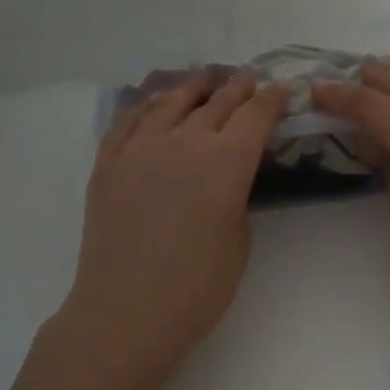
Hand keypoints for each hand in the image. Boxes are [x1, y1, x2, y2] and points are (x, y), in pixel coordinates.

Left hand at [52, 70, 287, 389]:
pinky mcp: (108, 163)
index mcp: (226, 161)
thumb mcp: (239, 238)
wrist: (127, 312)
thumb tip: (229, 174)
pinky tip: (154, 101)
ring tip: (204, 77)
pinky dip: (146, 103)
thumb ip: (238, 194)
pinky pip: (128, 119)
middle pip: (216, 102)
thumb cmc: (198, 287)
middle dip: (238, 88)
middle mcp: (184, 141)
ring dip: (193, 86)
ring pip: (170, 101)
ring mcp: (140, 148)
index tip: (281, 90)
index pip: (255, 115)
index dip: (271, 100)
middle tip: (249, 78)